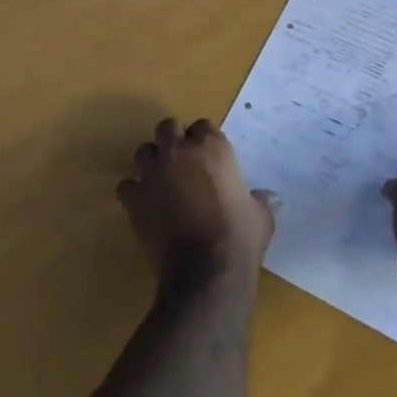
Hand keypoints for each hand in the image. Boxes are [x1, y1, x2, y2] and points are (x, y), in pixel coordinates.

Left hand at [117, 118, 275, 286]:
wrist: (205, 270)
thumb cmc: (239, 238)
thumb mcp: (260, 217)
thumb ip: (260, 200)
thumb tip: (269, 197)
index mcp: (212, 148)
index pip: (204, 126)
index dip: (205, 139)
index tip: (209, 155)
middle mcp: (178, 152)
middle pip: (167, 128)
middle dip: (173, 140)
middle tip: (181, 161)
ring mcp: (152, 172)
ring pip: (143, 151)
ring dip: (151, 161)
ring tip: (160, 180)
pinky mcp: (133, 197)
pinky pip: (126, 185)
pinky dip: (134, 192)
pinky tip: (144, 205)